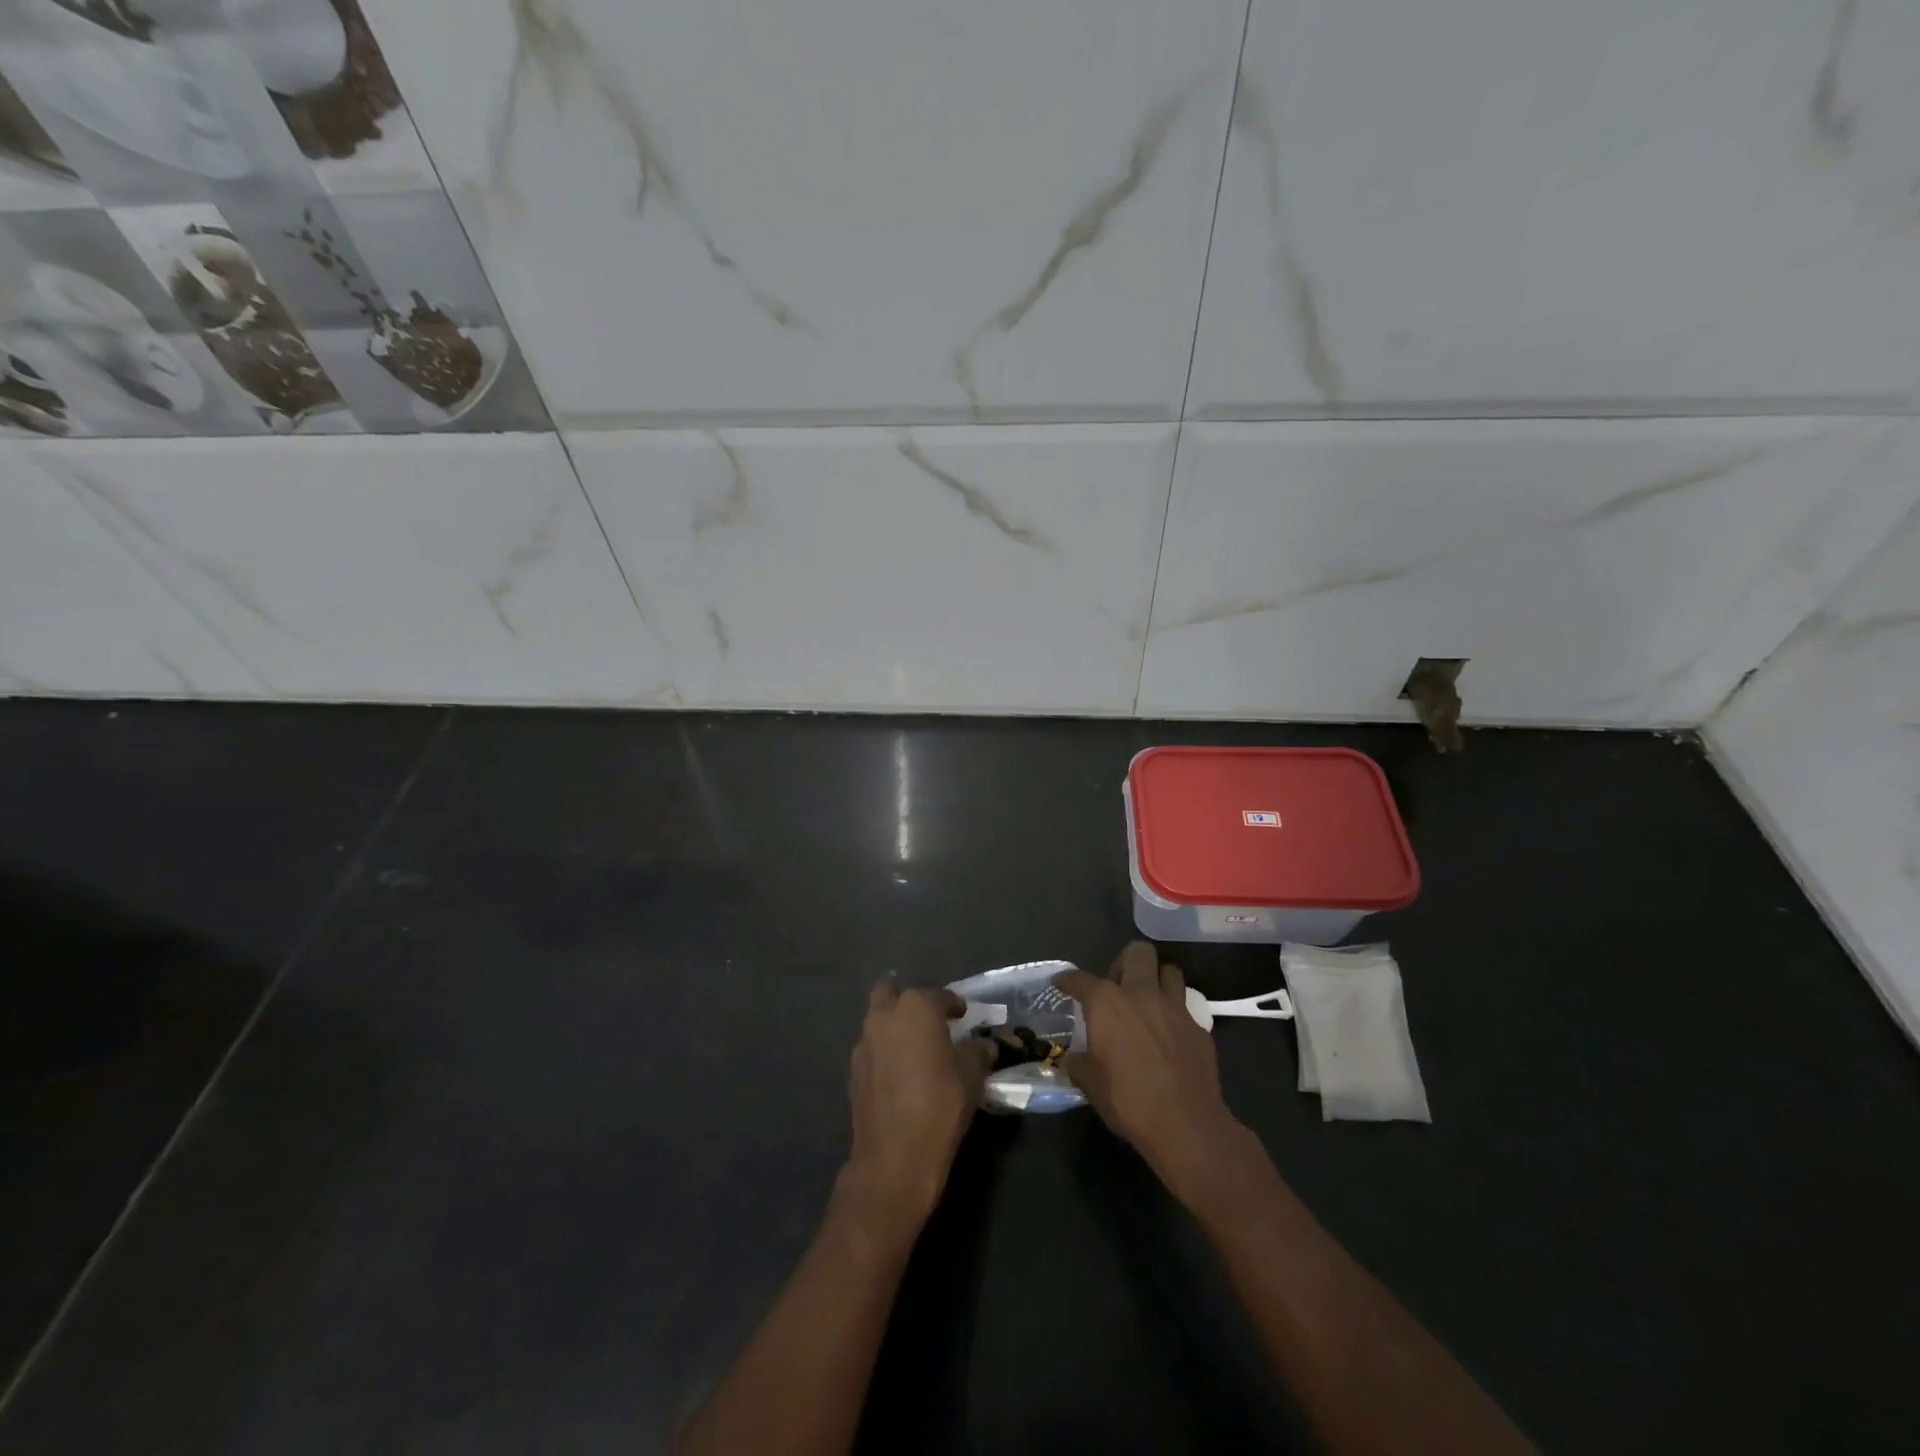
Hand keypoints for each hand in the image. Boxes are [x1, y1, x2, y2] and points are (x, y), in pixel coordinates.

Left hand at [843, 982, 995, 1228]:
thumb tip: (984, 1046)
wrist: (895, 1156)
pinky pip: (871, 1048)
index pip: (939, 995)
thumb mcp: (971, 1076)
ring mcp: (864, 1043)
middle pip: (889, 991)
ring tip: (914, 1046)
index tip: (963, 1015)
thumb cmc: (940, 1105)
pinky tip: (899, 1072)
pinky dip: (884, 1051)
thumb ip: (978, 1053)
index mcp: (917, 1008)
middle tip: (926, 1016)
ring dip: (893, 1025)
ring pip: (877, 1019)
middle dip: (906, 997)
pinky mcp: (853, 1071)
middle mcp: (885, 1017)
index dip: (954, 1004)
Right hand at [1056, 943, 1259, 1212]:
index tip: (1061, 983)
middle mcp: (1141, 993)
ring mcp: (1174, 1007)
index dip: (1067, 980)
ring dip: (1156, 979)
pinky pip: (1185, 1005)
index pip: (1079, 979)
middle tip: (1117, 986)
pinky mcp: (1198, 1026)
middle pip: (1137, 952)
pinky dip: (1174, 1011)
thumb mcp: (1089, 1084)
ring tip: (1147, 1001)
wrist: (1186, 1124)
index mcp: (1107, 1002)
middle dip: (1124, 961)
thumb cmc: (1128, 1101)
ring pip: (1169, 970)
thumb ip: (1078, 1062)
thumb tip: (1075, 1058)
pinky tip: (1168, 1032)